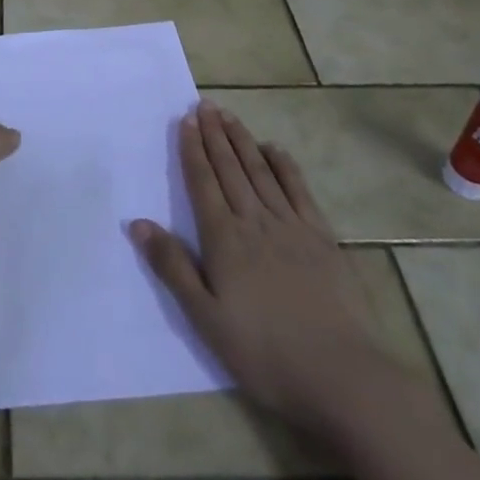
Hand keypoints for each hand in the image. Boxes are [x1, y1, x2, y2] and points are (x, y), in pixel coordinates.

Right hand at [129, 100, 395, 440]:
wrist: (342, 375)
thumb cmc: (265, 352)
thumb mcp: (206, 319)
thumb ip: (172, 267)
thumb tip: (137, 223)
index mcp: (224, 239)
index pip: (203, 182)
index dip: (193, 149)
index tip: (186, 120)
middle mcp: (254, 221)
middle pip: (230, 168)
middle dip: (215, 135)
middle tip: (205, 105)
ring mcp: (291, 226)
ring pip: (260, 171)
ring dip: (243, 141)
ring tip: (229, 116)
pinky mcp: (322, 238)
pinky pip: (298, 190)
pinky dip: (284, 166)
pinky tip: (275, 149)